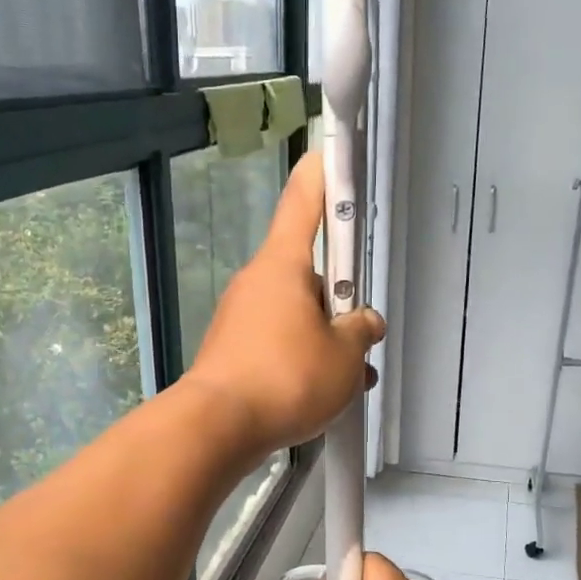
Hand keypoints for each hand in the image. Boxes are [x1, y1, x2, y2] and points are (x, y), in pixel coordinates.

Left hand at [182, 151, 385, 457]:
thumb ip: (361, 333)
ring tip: (351, 380)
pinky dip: (304, 362)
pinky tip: (323, 396)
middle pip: (310, 273)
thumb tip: (363, 323)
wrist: (217, 429)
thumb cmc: (286, 379)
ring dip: (327, 341)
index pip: (305, 201)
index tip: (334, 150)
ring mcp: (242, 319)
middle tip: (361, 337)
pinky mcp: (234, 353)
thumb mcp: (344, 358)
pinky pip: (279, 345)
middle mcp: (258, 283)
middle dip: (341, 301)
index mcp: (283, 265)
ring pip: (298, 316)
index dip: (325, 173)